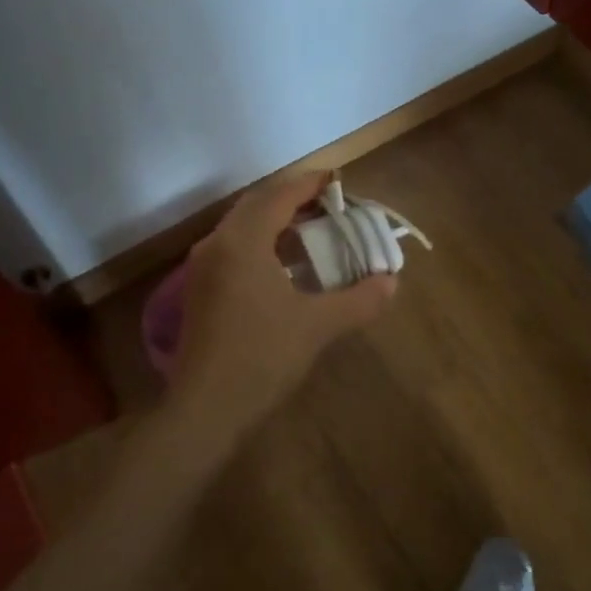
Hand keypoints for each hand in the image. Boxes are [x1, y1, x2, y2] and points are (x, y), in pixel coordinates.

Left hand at [169, 170, 396, 432]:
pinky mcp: (200, 290)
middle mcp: (217, 245)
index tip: (339, 180)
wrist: (205, 409)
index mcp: (243, 242)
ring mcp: (202, 268)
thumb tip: (390, 282)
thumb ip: (359, 300)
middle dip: (293, 199)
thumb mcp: (318, 326)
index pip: (279, 196)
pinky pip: (233, 248)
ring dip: (275, 220)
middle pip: (257, 204)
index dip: (310, 184)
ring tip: (312, 230)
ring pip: (241, 226)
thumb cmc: (262, 358)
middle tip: (329, 205)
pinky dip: (261, 242)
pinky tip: (284, 264)